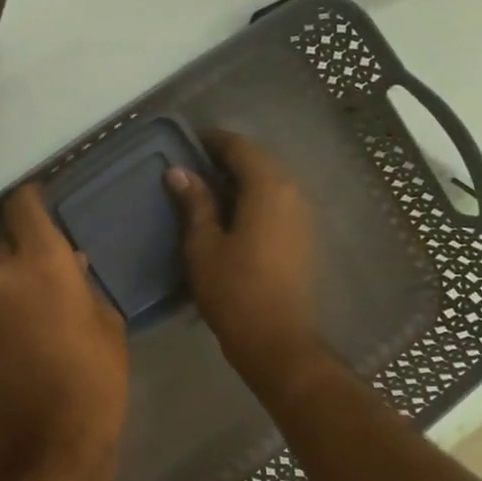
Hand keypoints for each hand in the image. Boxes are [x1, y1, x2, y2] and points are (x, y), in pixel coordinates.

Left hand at [0, 185, 127, 480]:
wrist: (47, 450)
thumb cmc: (95, 383)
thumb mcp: (108, 327)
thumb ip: (83, 286)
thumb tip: (69, 268)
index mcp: (41, 263)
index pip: (23, 206)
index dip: (32, 198)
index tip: (44, 201)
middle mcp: (1, 276)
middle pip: (7, 242)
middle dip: (28, 249)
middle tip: (55, 269)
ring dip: (15, 284)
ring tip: (44, 310)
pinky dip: (5, 311)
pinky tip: (29, 336)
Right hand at [165, 130, 322, 390]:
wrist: (276, 340)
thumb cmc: (234, 291)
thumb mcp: (203, 245)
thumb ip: (195, 203)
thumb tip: (179, 171)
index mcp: (268, 188)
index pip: (239, 147)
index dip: (212, 141)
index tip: (186, 142)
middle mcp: (292, 193)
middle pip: (258, 161)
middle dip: (225, 158)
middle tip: (191, 166)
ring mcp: (302, 215)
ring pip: (269, 181)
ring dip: (240, 179)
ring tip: (205, 189)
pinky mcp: (302, 236)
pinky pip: (276, 201)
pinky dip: (253, 197)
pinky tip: (229, 214)